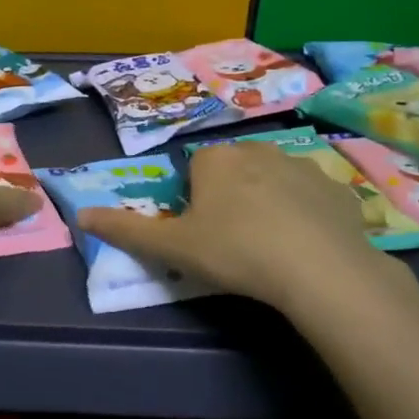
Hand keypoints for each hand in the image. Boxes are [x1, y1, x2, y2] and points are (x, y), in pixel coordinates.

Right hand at [77, 141, 393, 310]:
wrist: (318, 269)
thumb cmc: (235, 251)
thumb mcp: (171, 247)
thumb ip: (124, 230)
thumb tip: (80, 215)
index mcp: (216, 158)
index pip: (195, 171)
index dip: (194, 202)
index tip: (202, 234)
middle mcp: (258, 149)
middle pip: (234, 172)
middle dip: (231, 197)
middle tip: (234, 242)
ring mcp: (303, 165)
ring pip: (275, 180)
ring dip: (270, 202)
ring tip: (272, 246)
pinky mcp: (338, 188)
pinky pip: (313, 197)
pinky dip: (307, 215)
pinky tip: (307, 246)